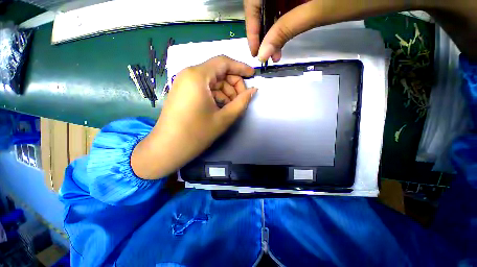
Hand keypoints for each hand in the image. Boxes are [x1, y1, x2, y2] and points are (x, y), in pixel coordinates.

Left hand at [131, 56, 256, 178]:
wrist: (168, 148)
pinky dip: (215, 95)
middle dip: (233, 83)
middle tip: (242, 98)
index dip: (240, 67)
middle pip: (218, 71)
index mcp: (198, 76)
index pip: (223, 62)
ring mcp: (184, 83)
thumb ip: (242, 102)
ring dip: (225, 91)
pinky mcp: (183, 92)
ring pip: (212, 81)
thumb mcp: (224, 118)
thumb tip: (253, 90)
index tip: (252, 75)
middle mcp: (189, 74)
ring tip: (232, 106)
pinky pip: (204, 88)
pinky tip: (220, 107)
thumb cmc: (197, 133)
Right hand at [245, 0, 476, 61]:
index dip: (252, 25)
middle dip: (264, 29)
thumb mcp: (321, 9)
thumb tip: (263, 52)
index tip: (254, 49)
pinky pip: (287, 0)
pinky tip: (287, 33)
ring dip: (274, 27)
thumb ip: (286, 29)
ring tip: (277, 49)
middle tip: (267, 53)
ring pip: (275, 1)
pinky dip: (284, 18)